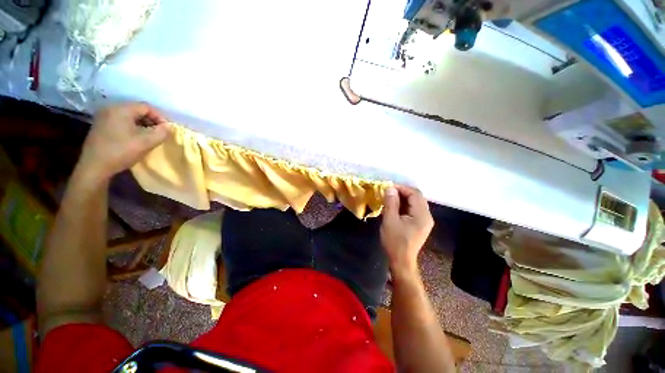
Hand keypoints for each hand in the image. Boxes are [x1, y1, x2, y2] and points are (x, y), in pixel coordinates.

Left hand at [78, 103, 170, 181]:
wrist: (94, 166)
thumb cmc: (121, 152)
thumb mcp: (147, 142)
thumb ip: (162, 132)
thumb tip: (168, 127)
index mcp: (121, 109)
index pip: (146, 107)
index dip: (160, 117)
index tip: (166, 130)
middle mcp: (110, 108)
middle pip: (137, 110)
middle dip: (151, 121)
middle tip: (159, 133)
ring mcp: (103, 117)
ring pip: (129, 116)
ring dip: (142, 124)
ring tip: (148, 136)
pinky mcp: (100, 125)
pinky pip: (120, 121)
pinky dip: (131, 127)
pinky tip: (134, 138)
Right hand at [380, 185, 433, 275]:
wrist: (401, 261)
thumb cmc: (395, 242)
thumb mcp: (390, 220)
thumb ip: (391, 203)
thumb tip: (390, 188)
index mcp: (422, 215)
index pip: (415, 194)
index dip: (401, 188)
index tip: (388, 188)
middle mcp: (427, 216)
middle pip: (417, 197)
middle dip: (402, 192)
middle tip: (388, 193)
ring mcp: (425, 221)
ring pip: (415, 203)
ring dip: (402, 199)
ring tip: (389, 199)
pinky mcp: (420, 225)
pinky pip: (413, 210)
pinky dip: (404, 206)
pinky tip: (394, 207)